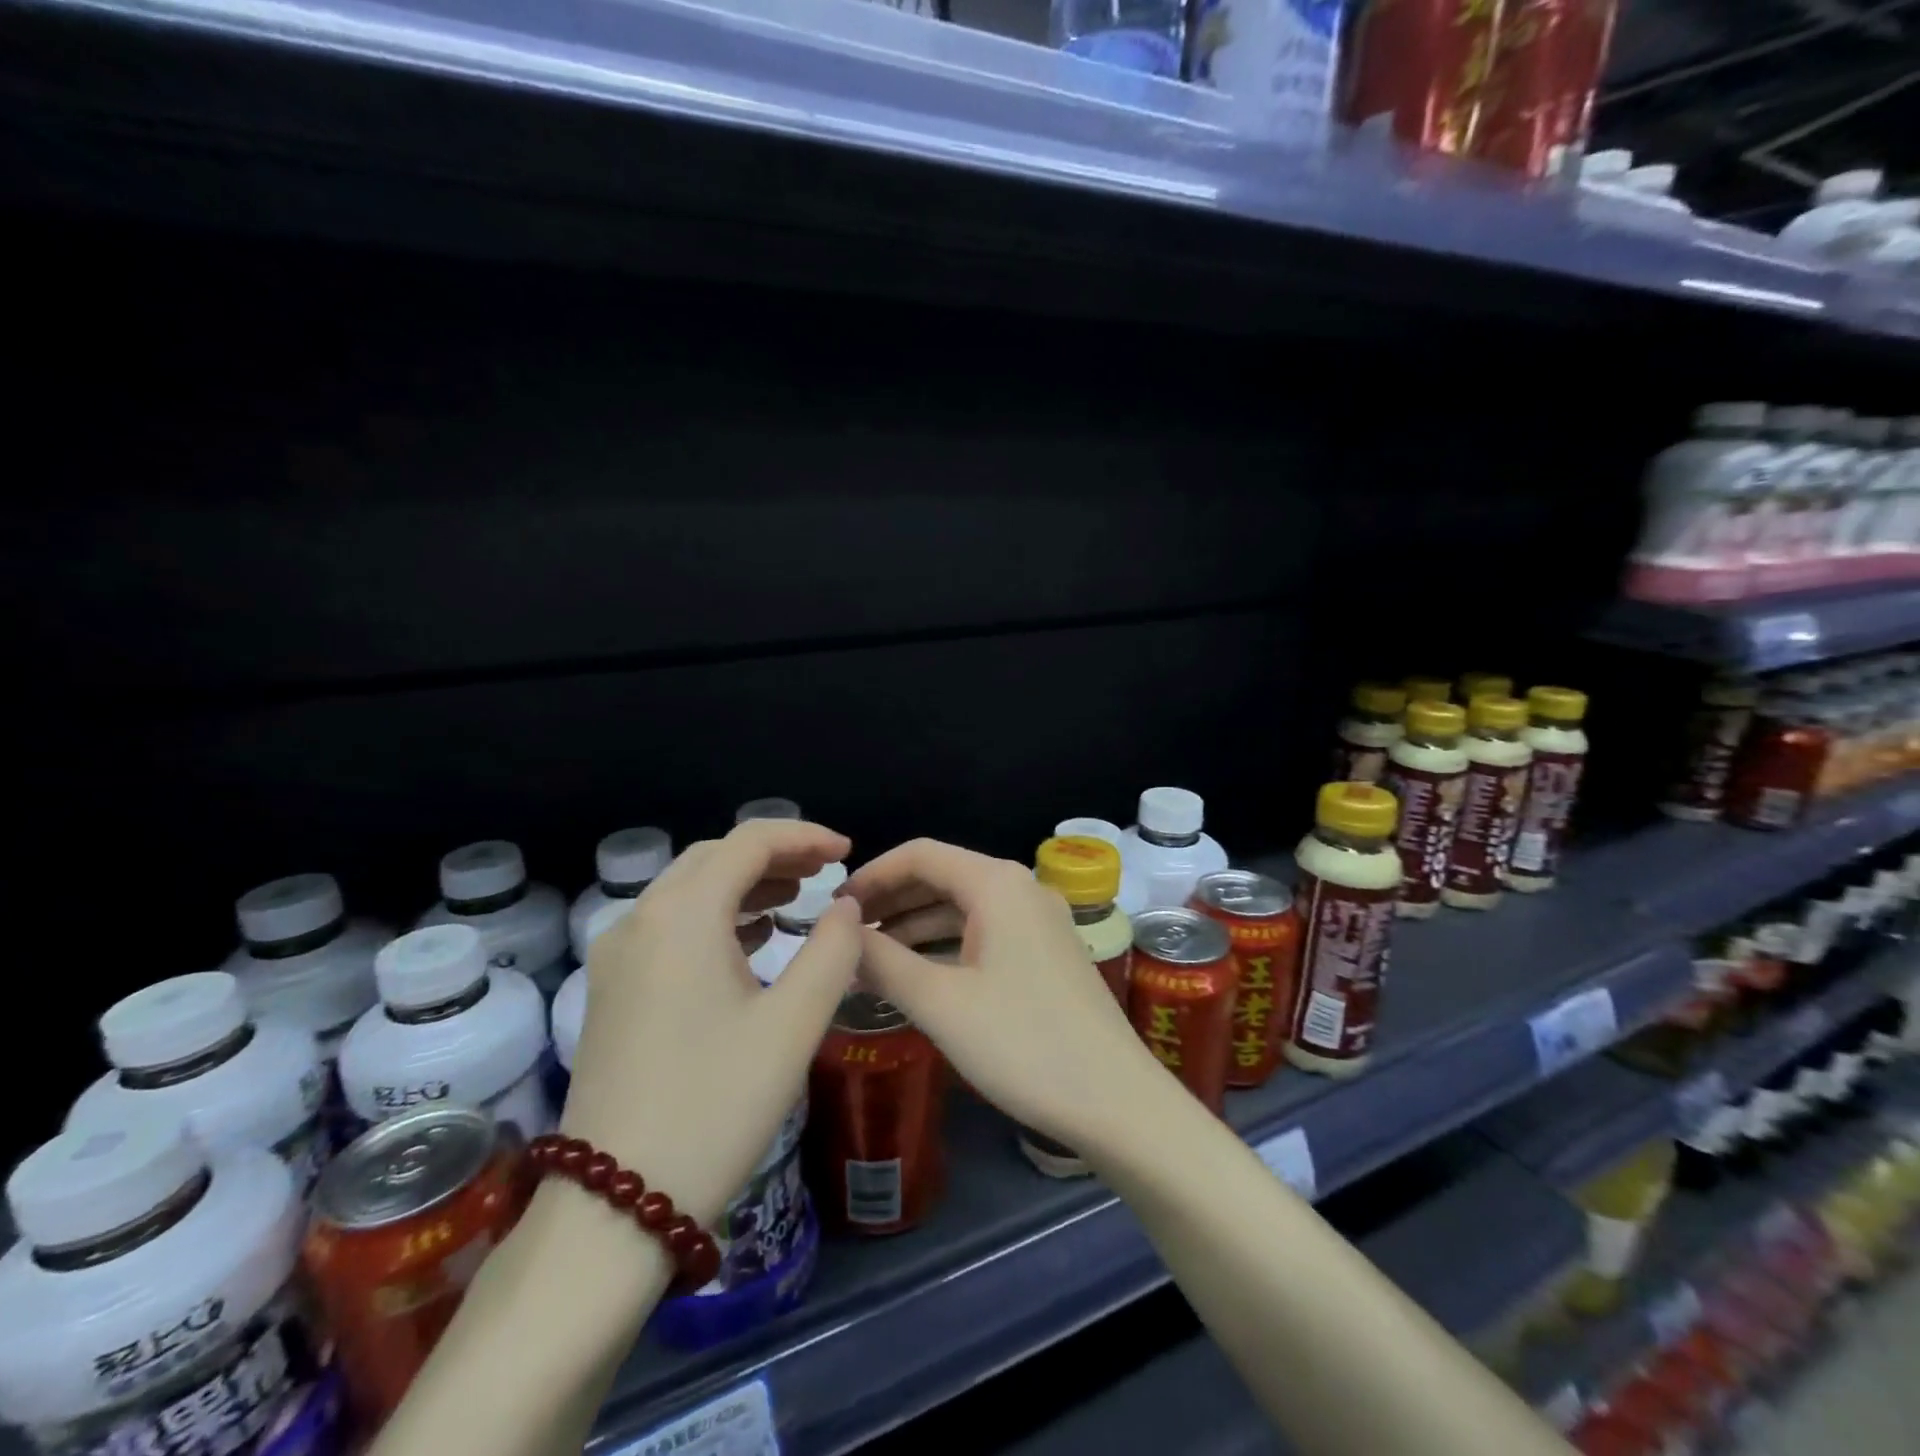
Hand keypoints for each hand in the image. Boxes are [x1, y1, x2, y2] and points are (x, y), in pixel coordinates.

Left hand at [562, 819, 861, 1225]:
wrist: (614, 1208)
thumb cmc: (716, 1106)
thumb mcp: (794, 1024)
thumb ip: (833, 950)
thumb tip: (845, 907)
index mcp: (682, 916)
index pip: (748, 842)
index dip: (803, 836)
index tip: (847, 850)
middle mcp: (640, 920)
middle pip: (714, 857)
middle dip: (774, 854)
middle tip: (825, 870)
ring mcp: (618, 956)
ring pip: (689, 889)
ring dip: (744, 882)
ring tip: (797, 895)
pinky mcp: (613, 989)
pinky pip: (670, 924)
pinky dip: (716, 915)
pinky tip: (752, 938)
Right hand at [843, 838, 1160, 1156]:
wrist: (1117, 1101)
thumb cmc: (1023, 1044)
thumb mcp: (941, 1003)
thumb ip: (883, 961)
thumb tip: (840, 931)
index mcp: (997, 883)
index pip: (920, 854)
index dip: (872, 875)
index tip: (833, 908)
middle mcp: (1021, 888)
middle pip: (942, 876)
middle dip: (891, 900)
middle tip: (845, 934)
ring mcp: (1039, 920)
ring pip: (963, 907)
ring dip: (915, 925)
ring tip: (869, 956)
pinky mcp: (1047, 952)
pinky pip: (984, 932)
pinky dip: (946, 945)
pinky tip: (918, 974)